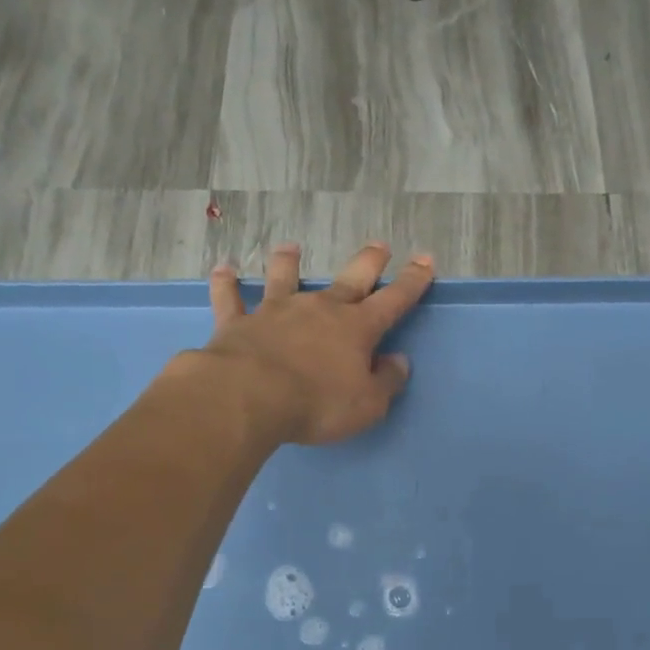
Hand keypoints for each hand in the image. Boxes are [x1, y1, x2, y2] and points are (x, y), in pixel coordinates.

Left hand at [202, 242, 433, 445]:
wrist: (249, 396)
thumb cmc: (317, 404)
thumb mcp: (368, 404)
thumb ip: (386, 381)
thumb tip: (398, 361)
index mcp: (356, 329)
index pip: (394, 300)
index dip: (412, 281)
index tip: (426, 260)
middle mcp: (319, 309)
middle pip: (350, 278)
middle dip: (368, 261)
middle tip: (379, 245)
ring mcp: (276, 311)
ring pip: (285, 278)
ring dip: (289, 262)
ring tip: (291, 247)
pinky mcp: (238, 322)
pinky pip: (231, 298)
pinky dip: (226, 284)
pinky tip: (224, 270)